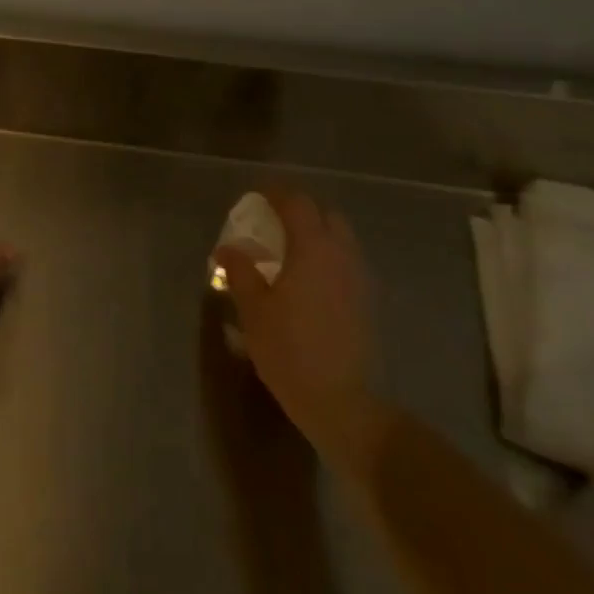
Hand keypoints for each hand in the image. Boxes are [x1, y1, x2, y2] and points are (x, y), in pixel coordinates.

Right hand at [216, 186, 379, 463]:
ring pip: (341, 238)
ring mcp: (358, 279)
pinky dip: (327, 255)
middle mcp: (341, 256)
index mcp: (312, 250)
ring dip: (316, 232)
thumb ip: (240, 270)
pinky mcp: (365, 301)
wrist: (338, 400)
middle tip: (273, 219)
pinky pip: (346, 261)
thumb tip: (228, 248)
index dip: (276, 193)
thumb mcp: (252, 308)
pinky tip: (306, 276)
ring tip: (288, 247)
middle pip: (326, 215)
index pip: (298, 204)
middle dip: (301, 209)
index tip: (256, 194)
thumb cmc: (287, 349)